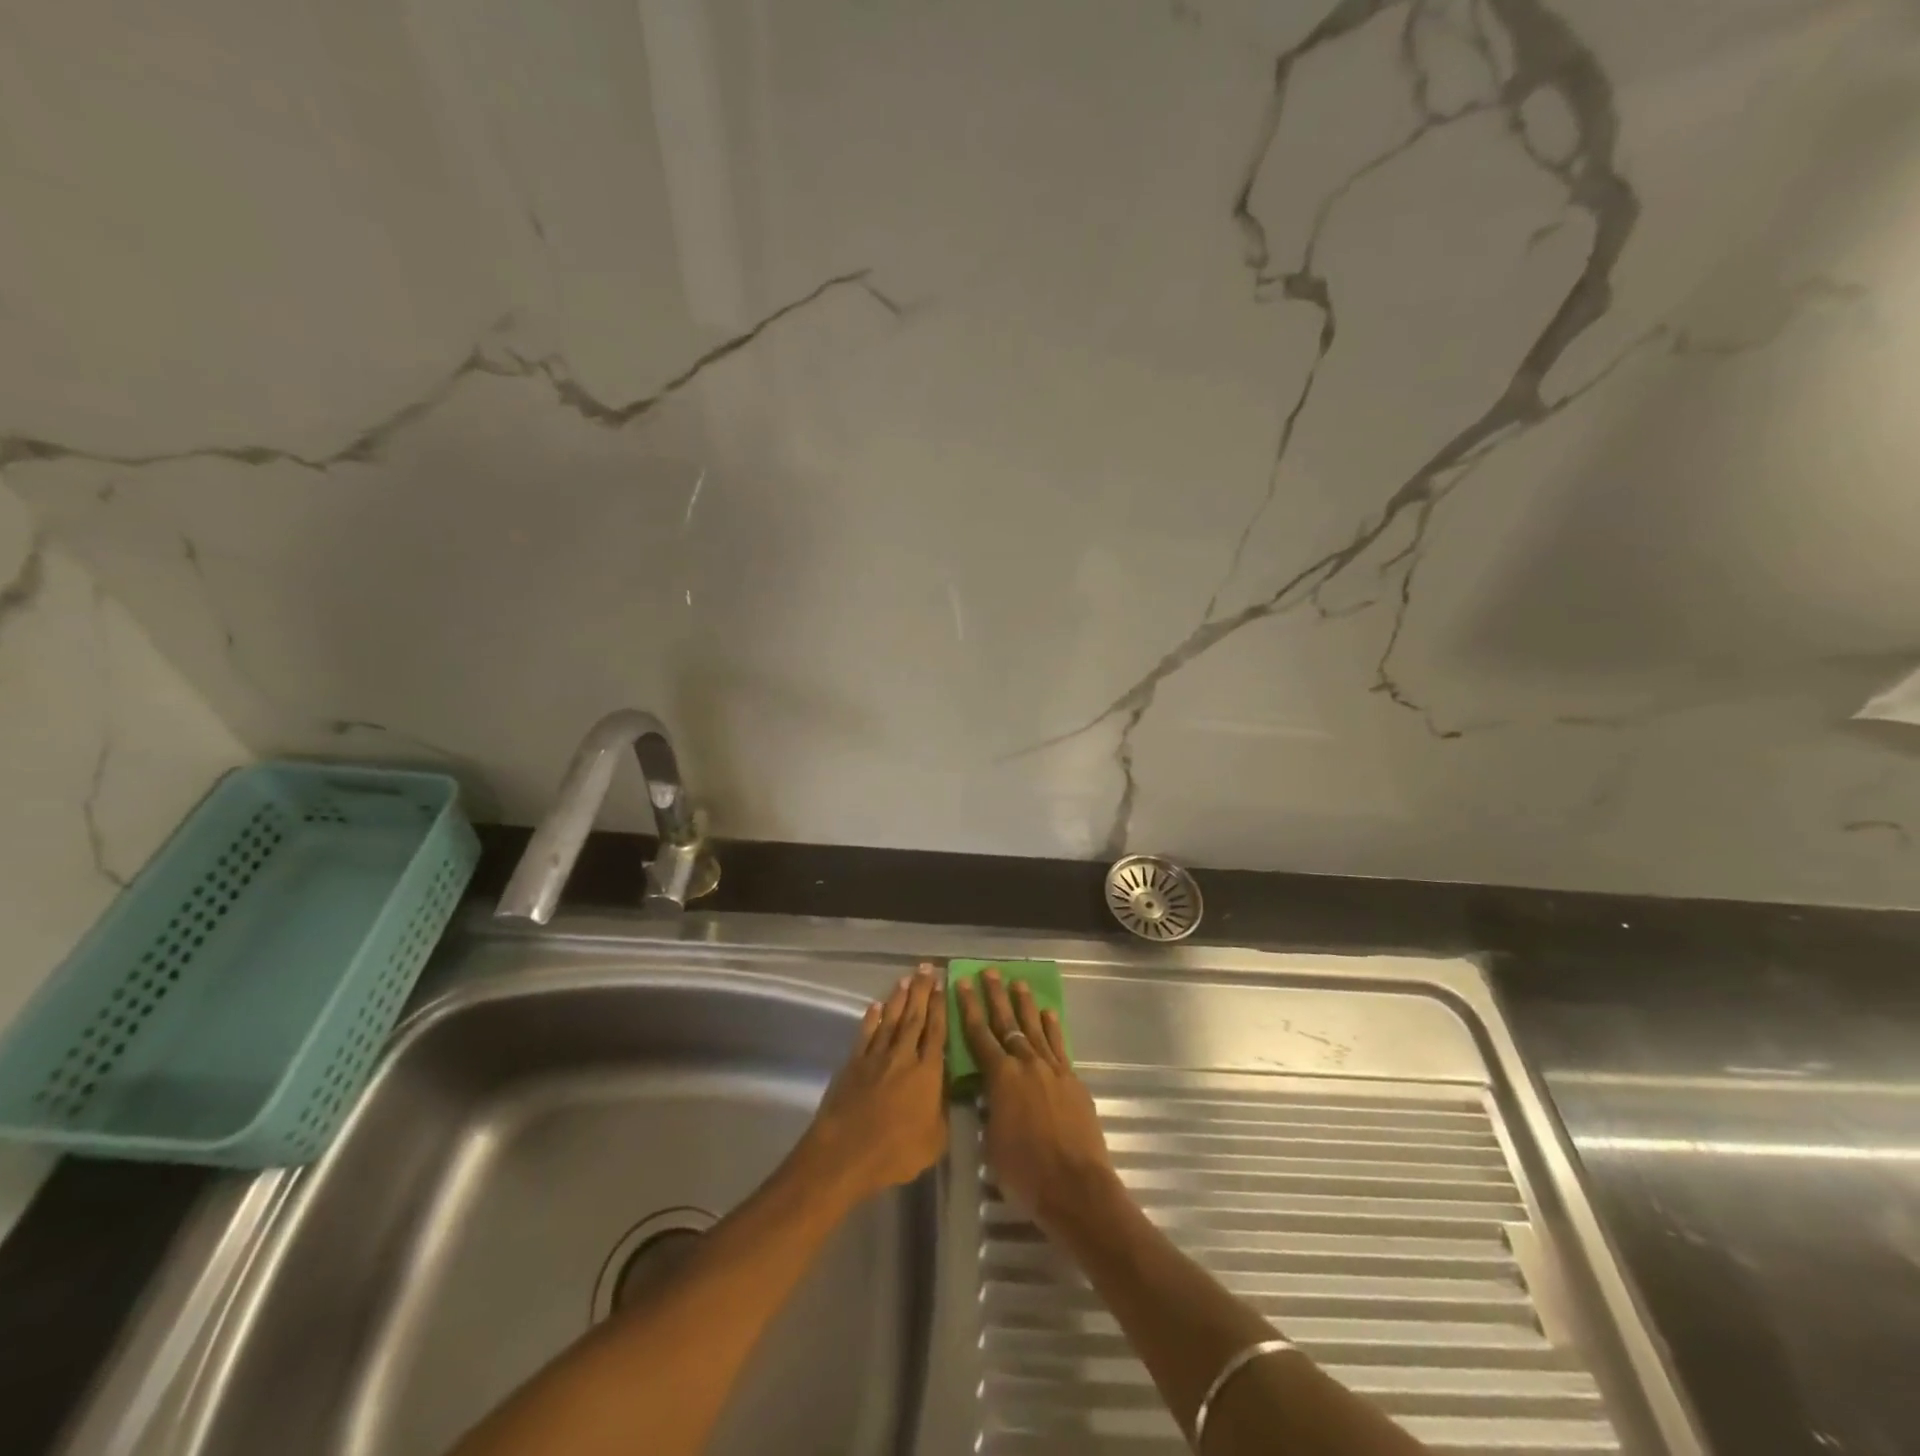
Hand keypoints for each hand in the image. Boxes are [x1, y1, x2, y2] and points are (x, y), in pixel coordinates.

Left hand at [796, 965, 947, 1204]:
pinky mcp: (853, 1064)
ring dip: (898, 999)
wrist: (845, 1153)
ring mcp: (875, 1058)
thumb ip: (942, 1111)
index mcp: (927, 1073)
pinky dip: (871, 1019)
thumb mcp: (935, 1141)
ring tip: (906, 979)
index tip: (942, 984)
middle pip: (914, 1018)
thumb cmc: (895, 1152)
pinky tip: (875, 1006)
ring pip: (890, 1021)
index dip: (940, 1007)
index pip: (937, 1032)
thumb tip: (945, 1092)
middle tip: (926, 968)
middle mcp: (903, 1056)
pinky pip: (865, 1035)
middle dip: (922, 992)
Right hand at [955, 968, 1119, 1236]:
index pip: (979, 1036)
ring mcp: (1053, 1070)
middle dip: (996, 996)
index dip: (969, 1009)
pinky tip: (1048, 1015)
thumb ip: (991, 1110)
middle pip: (1008, 1023)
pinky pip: (1059, 1046)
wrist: (1076, 1187)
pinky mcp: (1073, 1081)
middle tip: (990, 972)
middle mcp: (1026, 1064)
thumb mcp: (992, 1142)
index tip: (963, 984)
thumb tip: (990, 1095)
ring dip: (1025, 1005)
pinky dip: (1052, 1028)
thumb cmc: (1025, 1173)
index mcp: (1001, 1078)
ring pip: (1035, 1029)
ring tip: (1018, 983)